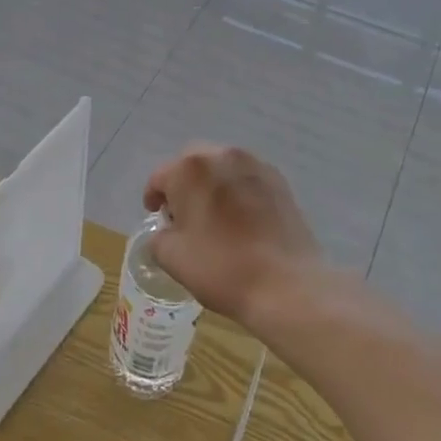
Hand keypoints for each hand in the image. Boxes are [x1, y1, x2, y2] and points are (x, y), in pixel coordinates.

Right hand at [143, 145, 324, 328]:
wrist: (286, 285)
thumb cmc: (221, 268)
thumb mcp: (172, 258)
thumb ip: (159, 237)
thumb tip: (167, 232)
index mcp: (190, 169)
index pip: (161, 177)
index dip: (154, 197)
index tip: (156, 216)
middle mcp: (223, 156)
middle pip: (193, 162)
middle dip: (183, 183)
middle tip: (183, 214)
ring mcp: (255, 166)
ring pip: (223, 167)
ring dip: (212, 184)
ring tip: (214, 215)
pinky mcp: (279, 182)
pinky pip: (247, 179)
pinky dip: (237, 191)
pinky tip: (241, 219)